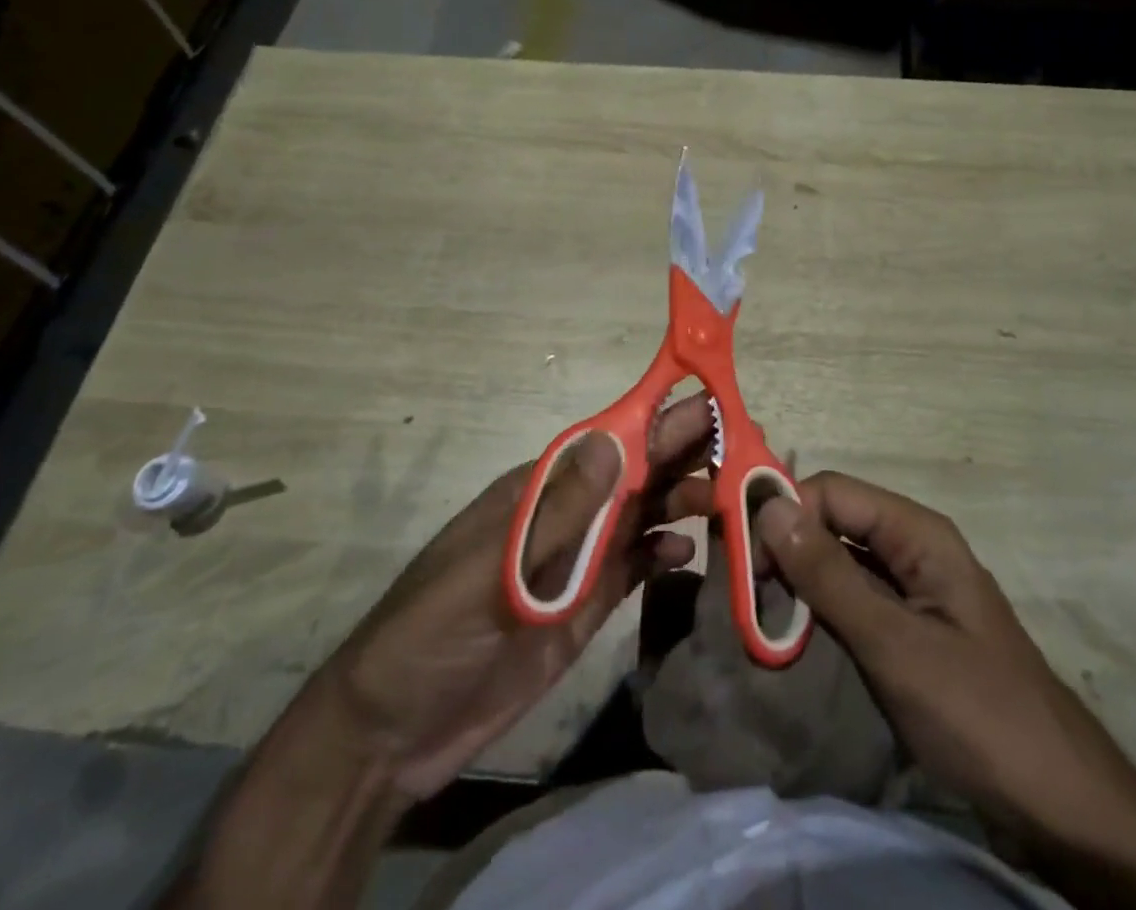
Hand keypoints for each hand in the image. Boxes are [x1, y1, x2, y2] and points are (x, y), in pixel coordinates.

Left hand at [329, 395, 712, 797]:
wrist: (392, 733)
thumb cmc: (434, 631)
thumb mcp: (494, 568)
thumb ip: (561, 511)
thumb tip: (617, 438)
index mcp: (540, 490)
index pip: (610, 442)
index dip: (658, 421)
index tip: (711, 404)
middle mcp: (566, 514)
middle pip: (634, 473)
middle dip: (683, 454)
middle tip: (743, 444)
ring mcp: (577, 560)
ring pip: (641, 514)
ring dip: (682, 498)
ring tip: (729, 495)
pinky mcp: (584, 605)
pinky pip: (634, 566)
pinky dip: (662, 553)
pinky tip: (689, 552)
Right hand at [725, 472, 1135, 909]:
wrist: (1061, 804)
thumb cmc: (978, 714)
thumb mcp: (895, 645)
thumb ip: (830, 576)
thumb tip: (768, 508)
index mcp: (918, 533)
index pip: (832, 491)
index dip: (786, 513)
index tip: (746, 561)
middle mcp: (914, 545)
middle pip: (834, 519)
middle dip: (788, 544)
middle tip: (749, 592)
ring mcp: (914, 585)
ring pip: (840, 557)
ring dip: (801, 576)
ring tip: (763, 612)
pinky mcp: (911, 623)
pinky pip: (855, 594)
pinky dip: (822, 604)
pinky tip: (797, 629)